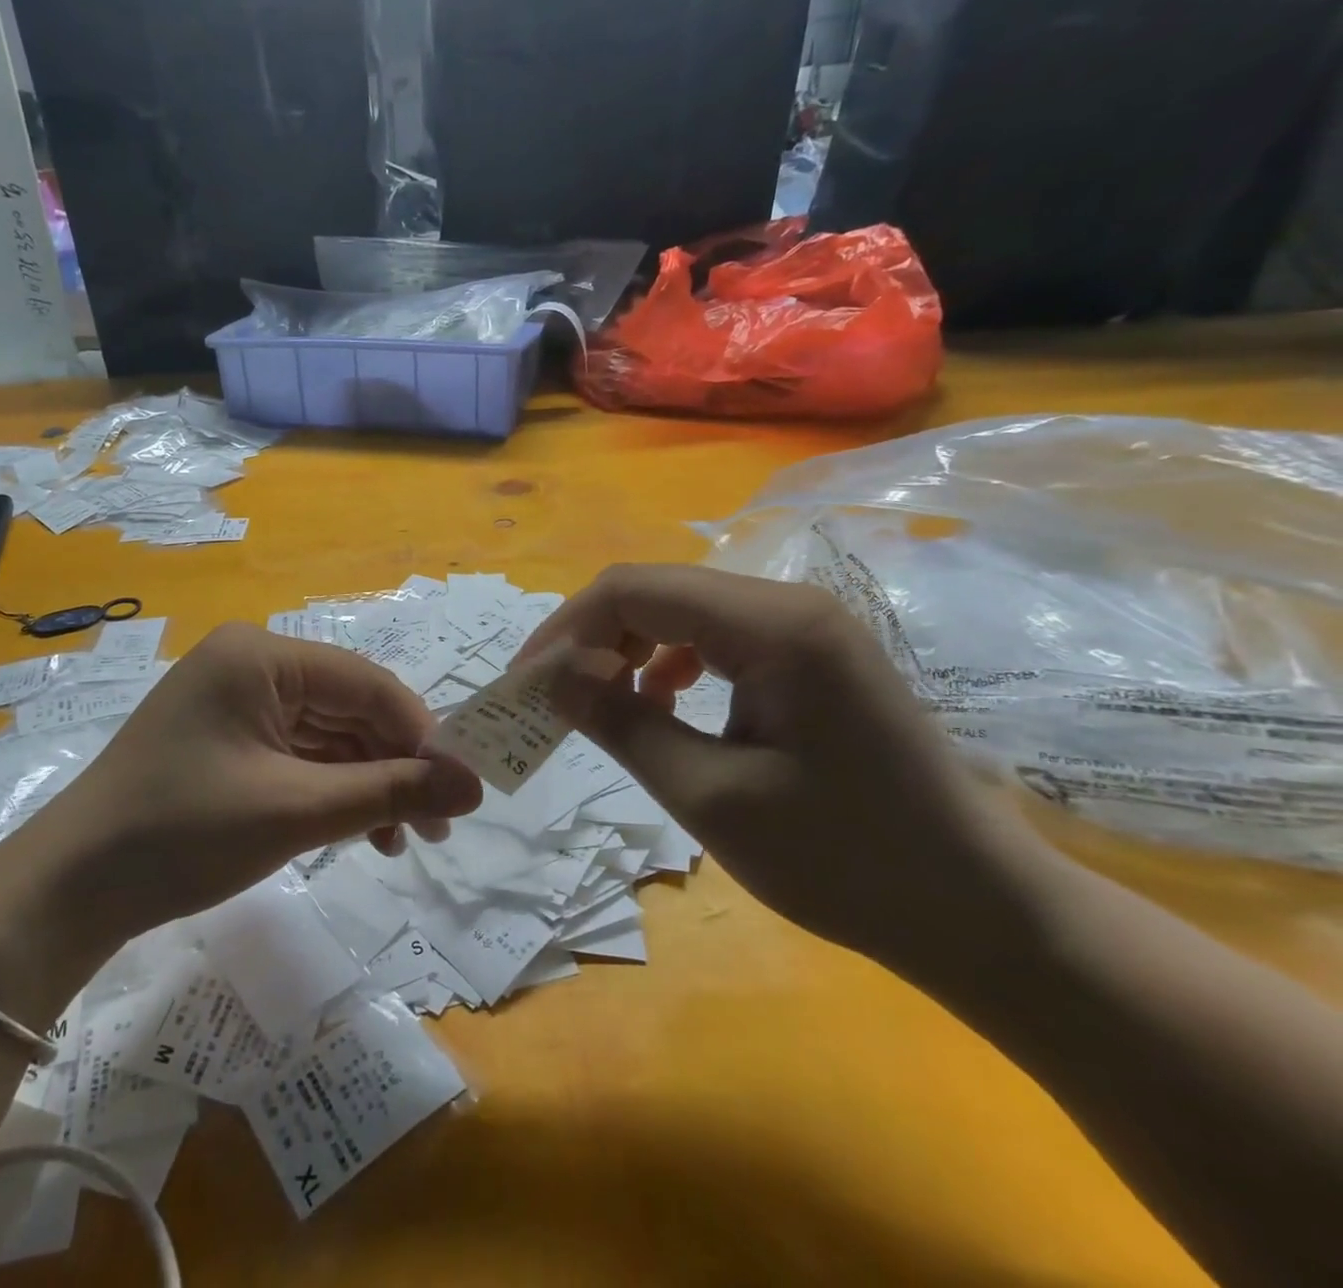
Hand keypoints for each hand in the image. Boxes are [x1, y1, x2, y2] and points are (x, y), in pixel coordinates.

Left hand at [29, 623, 481, 946]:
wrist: (71, 889)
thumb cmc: (184, 833)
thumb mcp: (297, 809)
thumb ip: (391, 790)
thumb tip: (476, 786)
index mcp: (260, 655)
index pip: (365, 683)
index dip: (421, 733)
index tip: (461, 788)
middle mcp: (250, 664)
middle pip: (348, 708)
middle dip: (395, 765)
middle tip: (437, 827)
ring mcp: (236, 701)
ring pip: (327, 735)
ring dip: (367, 783)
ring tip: (403, 840)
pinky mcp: (227, 738)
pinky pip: (297, 754)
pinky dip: (331, 790)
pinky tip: (360, 832)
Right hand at [518, 564, 1057, 977]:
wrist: (981, 912)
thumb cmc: (845, 862)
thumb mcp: (709, 796)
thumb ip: (621, 723)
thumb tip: (547, 676)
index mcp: (773, 626)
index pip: (635, 591)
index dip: (566, 630)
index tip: (522, 683)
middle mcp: (790, 603)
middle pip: (656, 591)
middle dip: (591, 638)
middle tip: (551, 697)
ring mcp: (807, 626)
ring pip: (682, 609)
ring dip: (627, 647)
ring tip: (600, 702)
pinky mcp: (813, 655)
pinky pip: (717, 635)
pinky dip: (670, 662)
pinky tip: (663, 703)